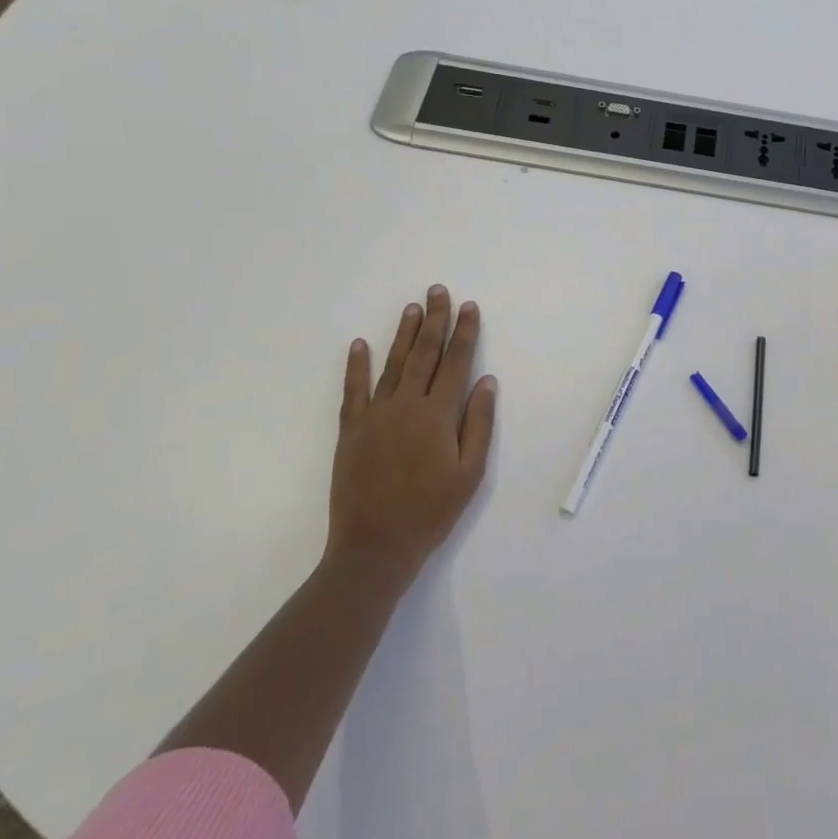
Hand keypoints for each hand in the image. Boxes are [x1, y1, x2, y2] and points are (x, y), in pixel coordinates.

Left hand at [327, 285, 495, 576]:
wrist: (374, 548)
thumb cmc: (431, 512)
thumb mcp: (470, 473)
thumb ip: (478, 423)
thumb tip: (486, 380)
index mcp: (438, 415)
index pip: (455, 362)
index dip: (464, 332)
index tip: (469, 306)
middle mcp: (406, 405)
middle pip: (424, 354)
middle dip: (435, 320)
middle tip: (438, 290)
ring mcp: (375, 415)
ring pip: (392, 364)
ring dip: (404, 334)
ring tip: (413, 307)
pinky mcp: (351, 431)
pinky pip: (353, 390)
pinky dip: (356, 366)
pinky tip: (360, 344)